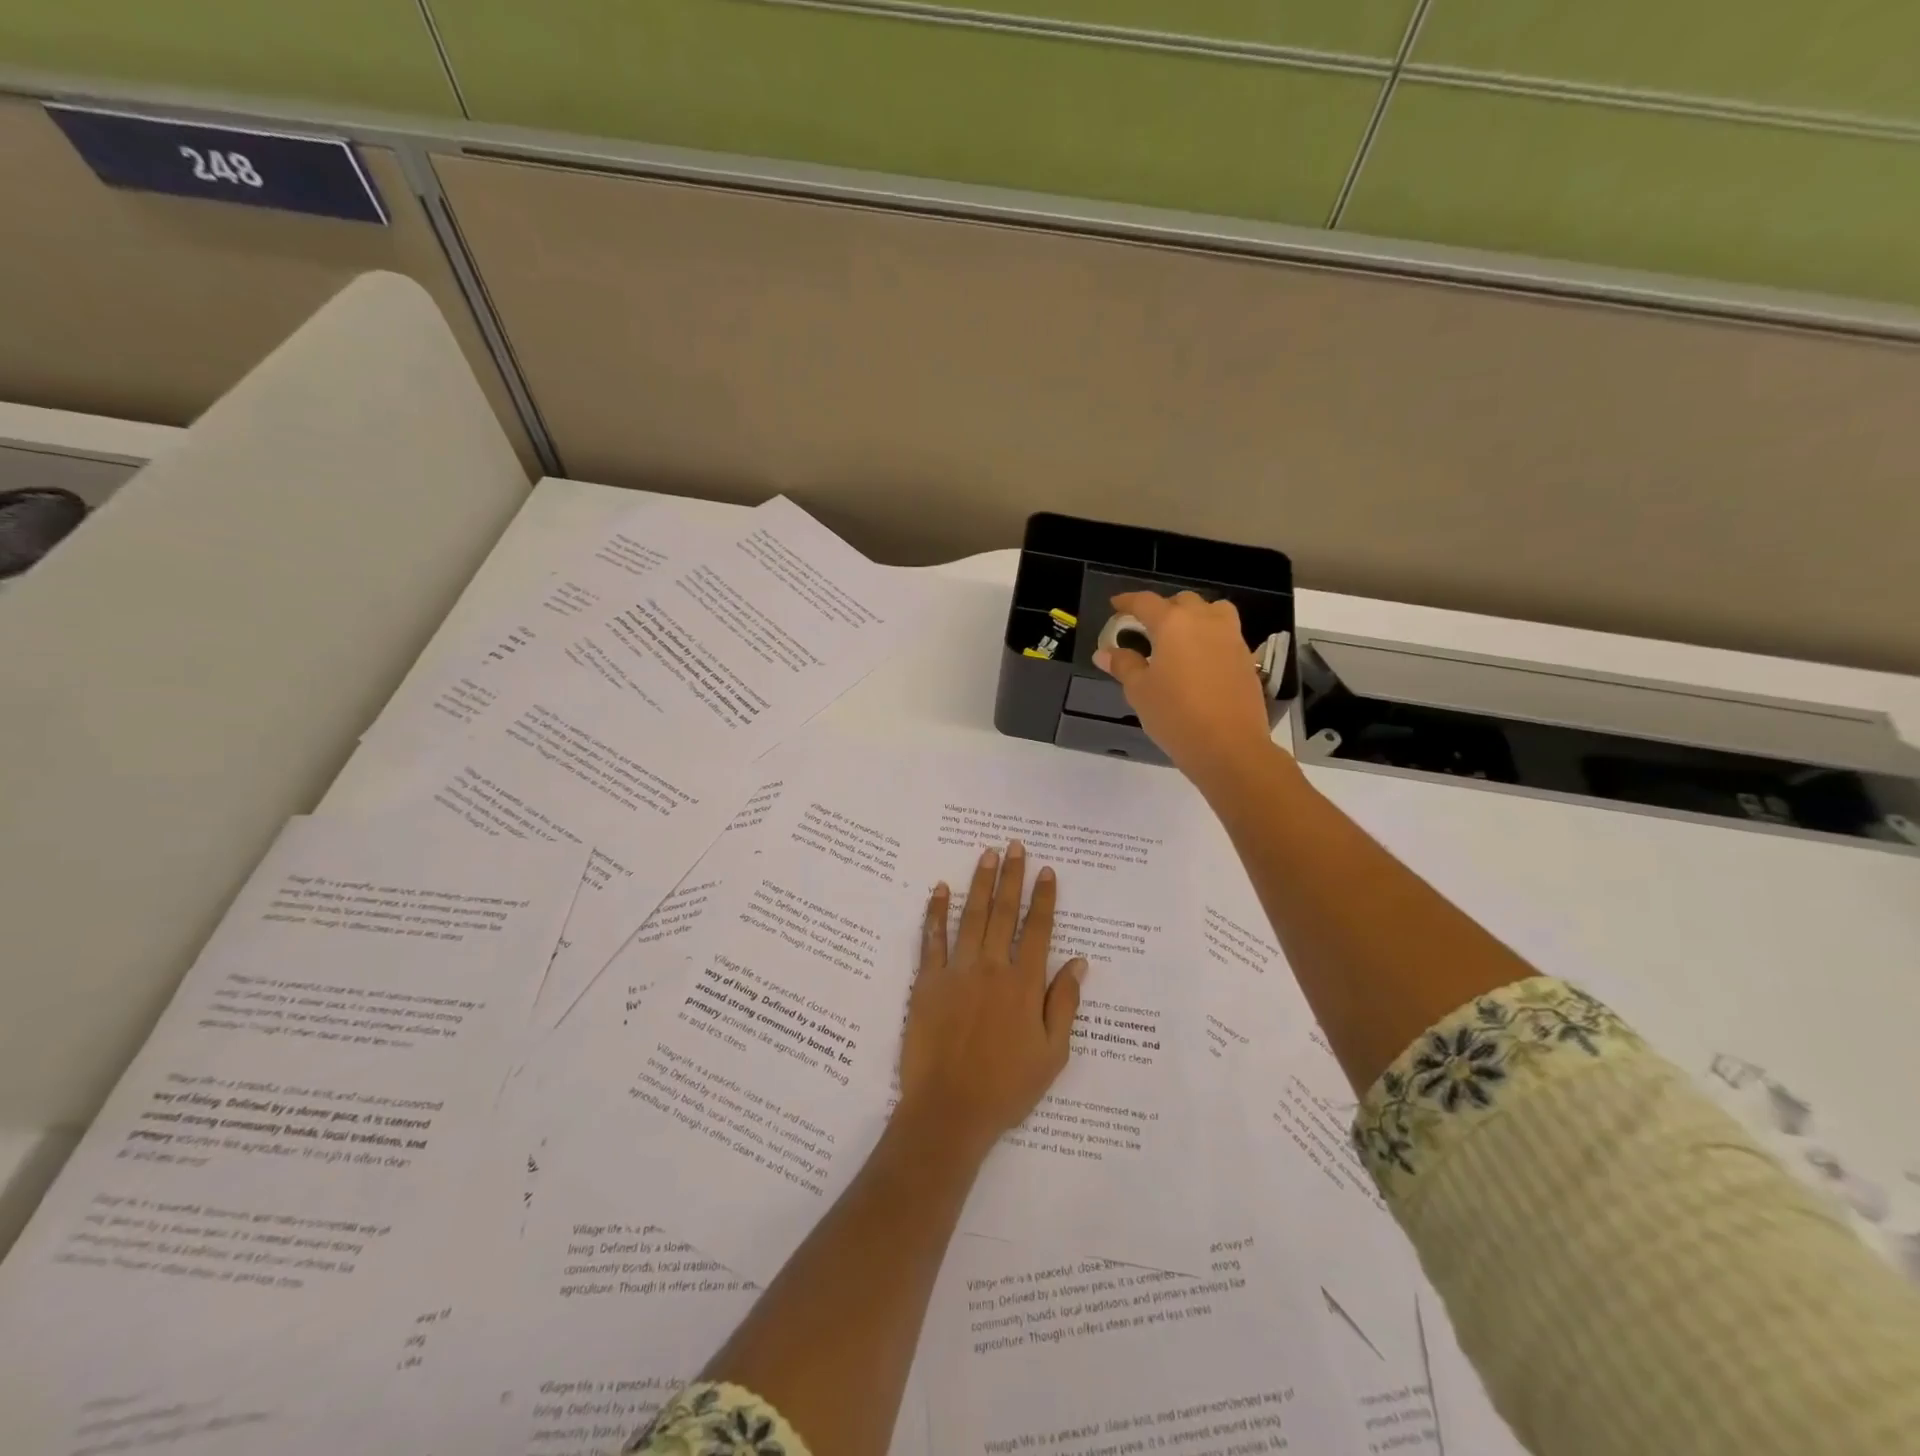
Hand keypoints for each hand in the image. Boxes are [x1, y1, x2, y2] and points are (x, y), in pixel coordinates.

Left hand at [896, 841, 1086, 1158]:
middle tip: (1014, 846)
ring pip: (971, 916)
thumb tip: (1078, 961)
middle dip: (1011, 876)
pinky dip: (936, 912)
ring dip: (979, 883)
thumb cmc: (1008, 1087)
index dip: (1043, 898)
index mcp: (1024, 984)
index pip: (1037, 929)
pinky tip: (940, 889)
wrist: (950, 1110)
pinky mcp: (927, 982)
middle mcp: (991, 968)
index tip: (1047, 871)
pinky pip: (931, 939)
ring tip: (986, 854)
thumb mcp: (1052, 1053)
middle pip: (1003, 912)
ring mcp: (956, 972)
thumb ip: (1064, 1003)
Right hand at [1094, 591, 1274, 785]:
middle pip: (1182, 601)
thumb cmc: (1176, 715)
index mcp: (1173, 624)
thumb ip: (1123, 665)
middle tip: (1147, 627)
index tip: (1116, 605)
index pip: (1145, 602)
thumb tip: (1105, 652)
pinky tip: (1200, 660)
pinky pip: (1226, 633)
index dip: (1127, 601)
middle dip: (1162, 608)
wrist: (1229, 745)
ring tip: (1180, 637)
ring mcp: (1231, 637)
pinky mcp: (1246, 657)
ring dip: (1193, 616)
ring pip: (1212, 611)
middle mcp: (1204, 621)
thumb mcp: (1139, 691)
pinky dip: (1210, 636)